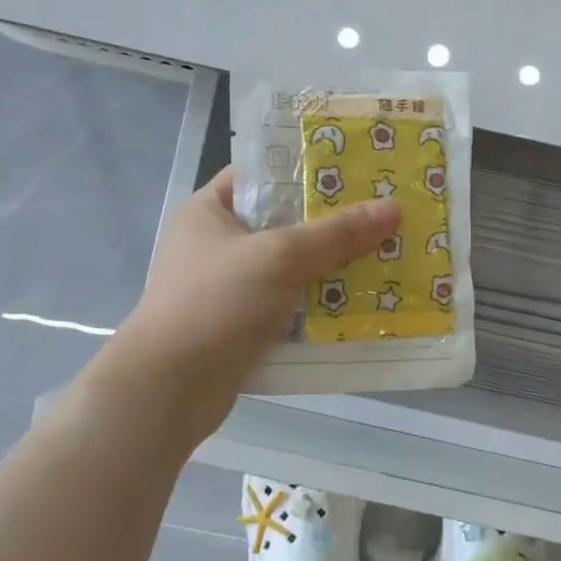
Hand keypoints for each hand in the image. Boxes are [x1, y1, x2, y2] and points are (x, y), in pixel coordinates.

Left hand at [98, 167, 399, 443]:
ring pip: (289, 268)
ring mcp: (226, 288)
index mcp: (209, 210)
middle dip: (331, 224)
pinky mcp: (238, 327)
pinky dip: (316, 306)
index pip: (262, 174)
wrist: (167, 390)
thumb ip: (337, 233)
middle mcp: (215, 244)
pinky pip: (287, 306)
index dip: (306, 170)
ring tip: (383, 256)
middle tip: (383, 215)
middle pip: (283, 223)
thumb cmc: (217, 303)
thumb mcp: (280, 256)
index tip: (356, 170)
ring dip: (330, 268)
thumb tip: (393, 208)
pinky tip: (358, 303)